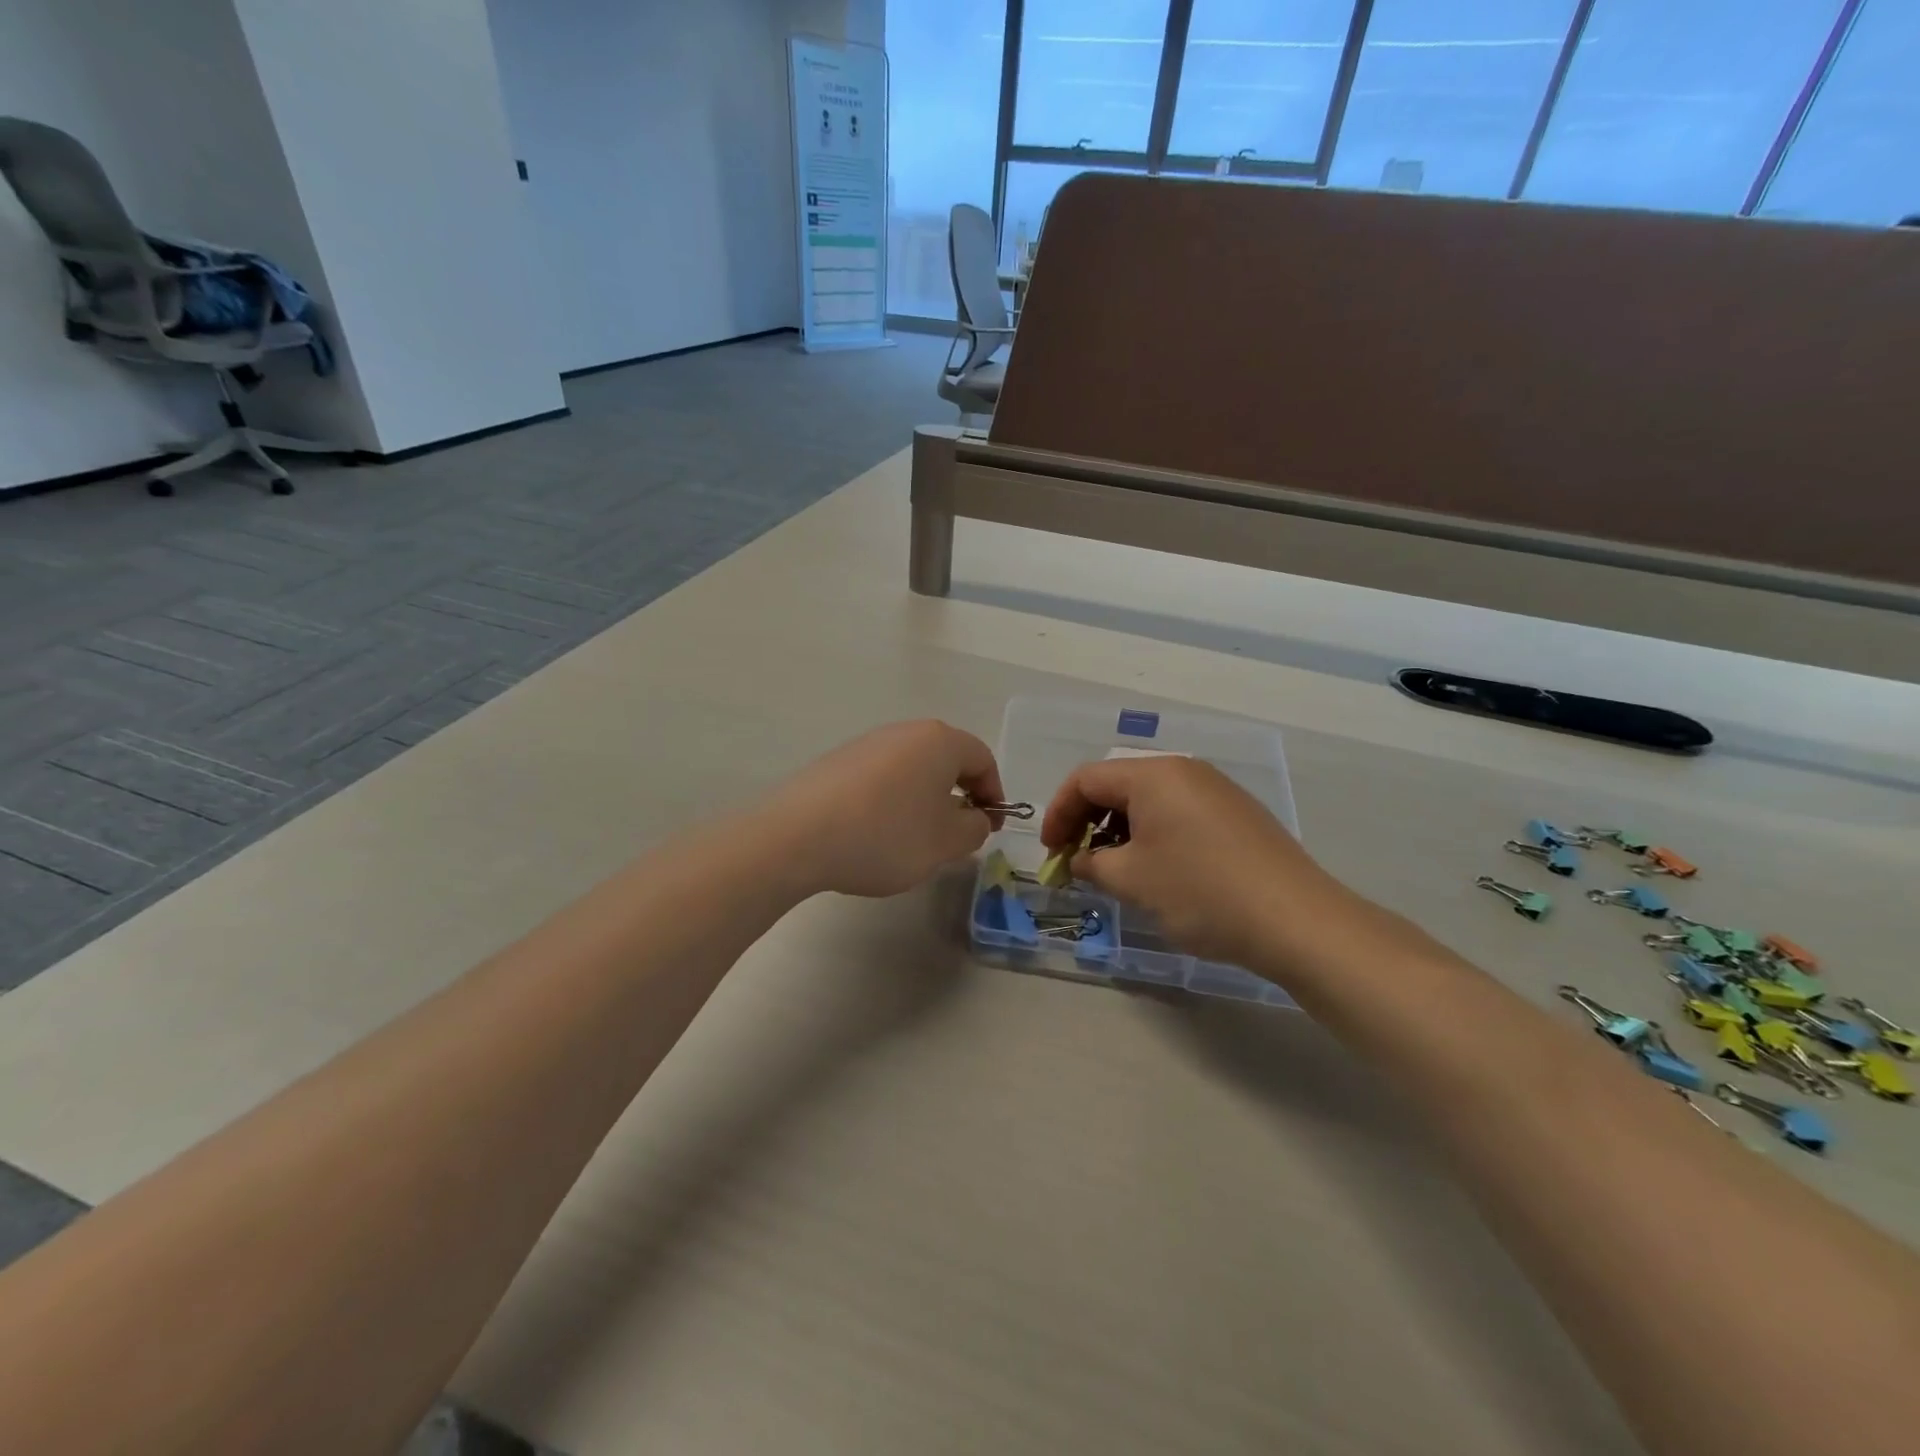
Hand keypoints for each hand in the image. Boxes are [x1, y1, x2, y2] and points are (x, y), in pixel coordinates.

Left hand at [761, 720, 1005, 898]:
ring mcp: (866, 743)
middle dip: (959, 796)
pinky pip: (881, 778)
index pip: (982, 759)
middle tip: (957, 834)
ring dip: (925, 799)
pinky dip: (892, 801)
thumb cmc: (887, 835)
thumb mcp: (946, 842)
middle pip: (946, 759)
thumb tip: (974, 817)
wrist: (799, 836)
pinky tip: (877, 833)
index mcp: (939, 741)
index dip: (994, 794)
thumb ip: (975, 828)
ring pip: (912, 769)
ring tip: (915, 839)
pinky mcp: (837, 762)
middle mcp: (904, 732)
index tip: (990, 827)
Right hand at [1040, 756, 1363, 972]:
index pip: (1086, 779)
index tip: (1051, 851)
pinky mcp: (1237, 814)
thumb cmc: (1201, 892)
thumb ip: (1092, 863)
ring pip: (1149, 799)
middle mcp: (1184, 770)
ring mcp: (1216, 790)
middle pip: (1118, 784)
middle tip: (1077, 861)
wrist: (1296, 920)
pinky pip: (1179, 812)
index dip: (1058, 813)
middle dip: (1088, 821)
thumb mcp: (1132, 880)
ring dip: (1120, 829)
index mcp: (1154, 775)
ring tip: (1115, 869)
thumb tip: (1081, 860)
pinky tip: (1157, 869)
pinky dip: (1153, 834)